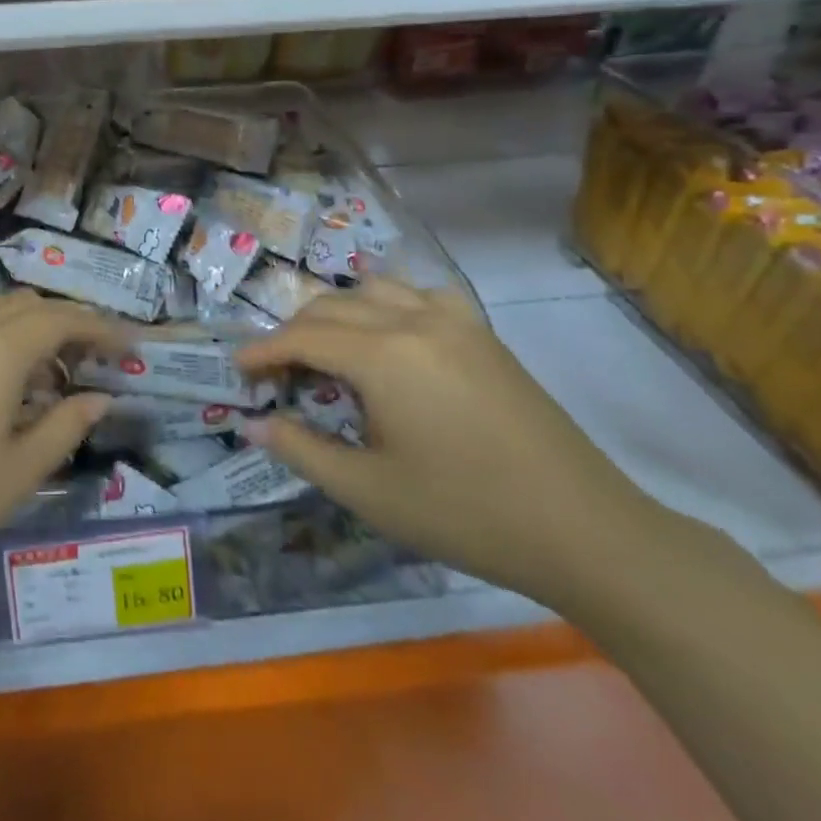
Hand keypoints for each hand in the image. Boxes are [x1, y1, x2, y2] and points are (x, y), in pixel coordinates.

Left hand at [0, 292, 123, 596]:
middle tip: (79, 362)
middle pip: (23, 306)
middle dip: (59, 325)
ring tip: (24, 374)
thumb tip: (100, 397)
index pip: (63, 319)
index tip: (125, 342)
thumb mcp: (16, 473)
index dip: (99, 327)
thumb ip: (65, 427)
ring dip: (14, 331)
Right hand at [238, 279, 654, 605]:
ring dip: (337, 313)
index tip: (237, 371)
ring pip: (374, 290)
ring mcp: (455, 321)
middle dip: (294, 333)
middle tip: (276, 372)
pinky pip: (421, 294)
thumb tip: (254, 424)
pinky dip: (389, 303)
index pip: (302, 337)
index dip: (263, 351)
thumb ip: (302, 449)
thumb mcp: (368, 491)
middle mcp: (413, 320)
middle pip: (332, 307)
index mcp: (382, 355)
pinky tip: (390, 333)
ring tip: (325, 351)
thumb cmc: (465, 513)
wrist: (583, 529)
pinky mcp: (483, 334)